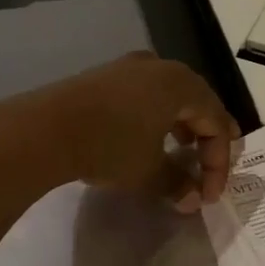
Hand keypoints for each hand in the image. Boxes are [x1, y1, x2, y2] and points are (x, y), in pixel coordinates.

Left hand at [0, 53, 240, 212]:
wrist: (45, 129)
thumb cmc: (109, 147)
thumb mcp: (148, 172)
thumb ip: (177, 184)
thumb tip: (193, 199)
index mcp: (182, 85)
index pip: (217, 123)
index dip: (219, 162)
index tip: (208, 195)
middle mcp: (161, 67)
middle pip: (198, 102)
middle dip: (206, 138)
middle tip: (208, 165)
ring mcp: (130, 67)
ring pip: (171, 96)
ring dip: (182, 125)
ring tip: (180, 151)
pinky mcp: (105, 75)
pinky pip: (145, 94)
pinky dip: (156, 117)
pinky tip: (146, 138)